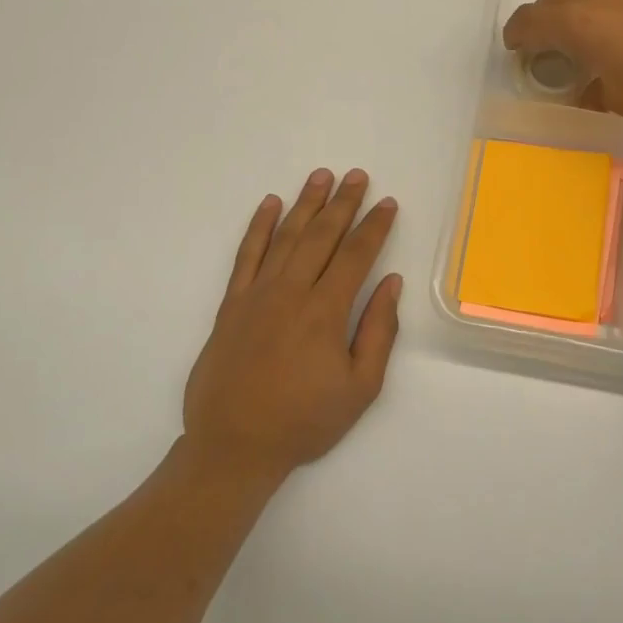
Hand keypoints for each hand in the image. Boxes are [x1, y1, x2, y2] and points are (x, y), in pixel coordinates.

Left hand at [183, 168, 401, 482]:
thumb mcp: (360, 388)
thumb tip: (391, 283)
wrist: (233, 446)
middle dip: (343, 203)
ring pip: (286, 237)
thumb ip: (378, 331)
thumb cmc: (304, 421)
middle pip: (322, 235)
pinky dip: (258, 227)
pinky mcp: (231, 304)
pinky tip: (270, 204)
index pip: (356, 255)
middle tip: (357, 176)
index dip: (374, 226)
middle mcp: (291, 292)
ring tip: (321, 176)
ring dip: (305, 204)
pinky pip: (246, 255)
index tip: (387, 203)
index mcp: (325, 312)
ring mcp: (257, 294)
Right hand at [502, 0, 622, 119]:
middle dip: (543, 21)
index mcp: (574, 21)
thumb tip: (588, 90)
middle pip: (554, 1)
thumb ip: (592, 92)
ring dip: (577, 12)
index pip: (529, 20)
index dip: (516, 34)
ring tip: (586, 36)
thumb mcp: (616, 100)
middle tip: (544, 44)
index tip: (514, 47)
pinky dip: (609, 10)